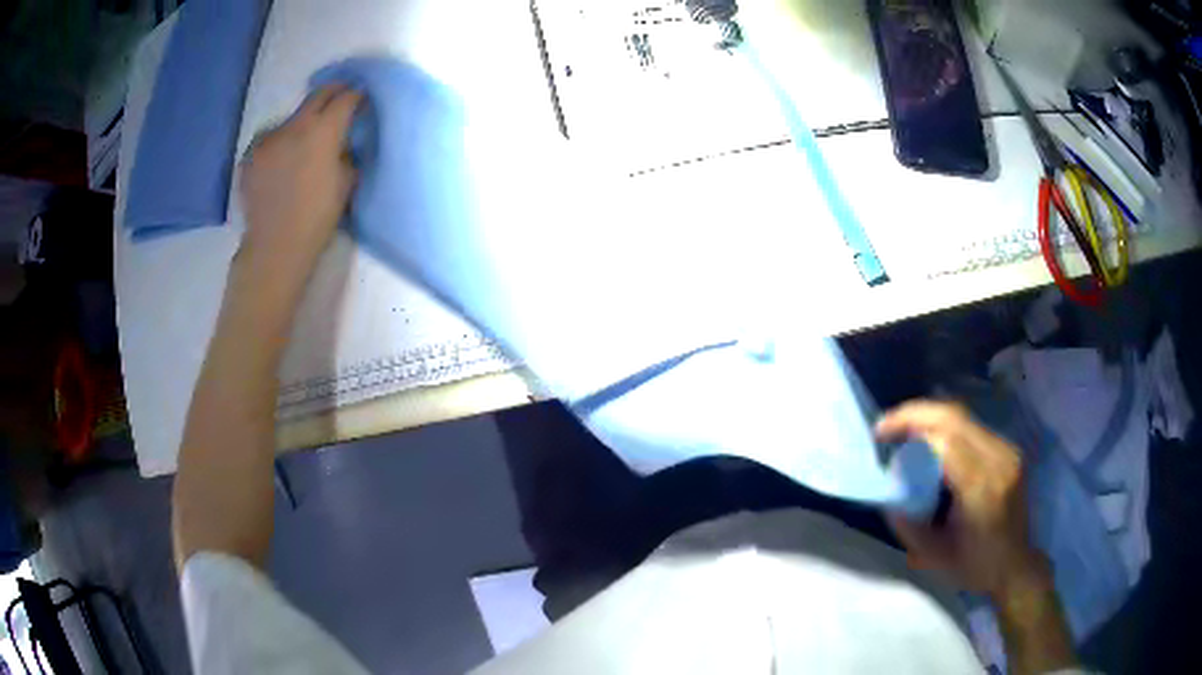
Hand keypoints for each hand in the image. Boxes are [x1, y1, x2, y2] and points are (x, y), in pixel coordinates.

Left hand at [238, 85, 361, 280]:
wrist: (275, 246)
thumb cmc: (317, 218)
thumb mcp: (346, 184)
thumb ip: (346, 154)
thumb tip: (341, 143)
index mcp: (323, 131)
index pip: (345, 99)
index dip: (356, 96)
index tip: (361, 99)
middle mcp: (295, 125)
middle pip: (318, 95)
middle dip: (333, 92)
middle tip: (341, 98)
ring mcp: (268, 138)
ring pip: (292, 119)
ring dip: (303, 123)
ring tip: (304, 141)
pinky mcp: (251, 155)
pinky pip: (271, 140)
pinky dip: (280, 143)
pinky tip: (281, 162)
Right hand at [876, 401, 1050, 599]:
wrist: (1015, 564)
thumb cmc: (974, 566)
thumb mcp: (933, 556)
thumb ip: (908, 524)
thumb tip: (888, 492)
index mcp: (980, 487)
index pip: (945, 437)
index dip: (910, 424)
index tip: (881, 434)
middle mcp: (998, 460)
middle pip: (954, 416)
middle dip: (916, 414)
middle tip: (887, 427)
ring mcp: (1006, 451)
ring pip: (963, 417)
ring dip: (930, 419)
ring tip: (905, 434)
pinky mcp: (1008, 450)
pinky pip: (972, 427)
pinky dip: (945, 428)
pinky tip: (931, 442)